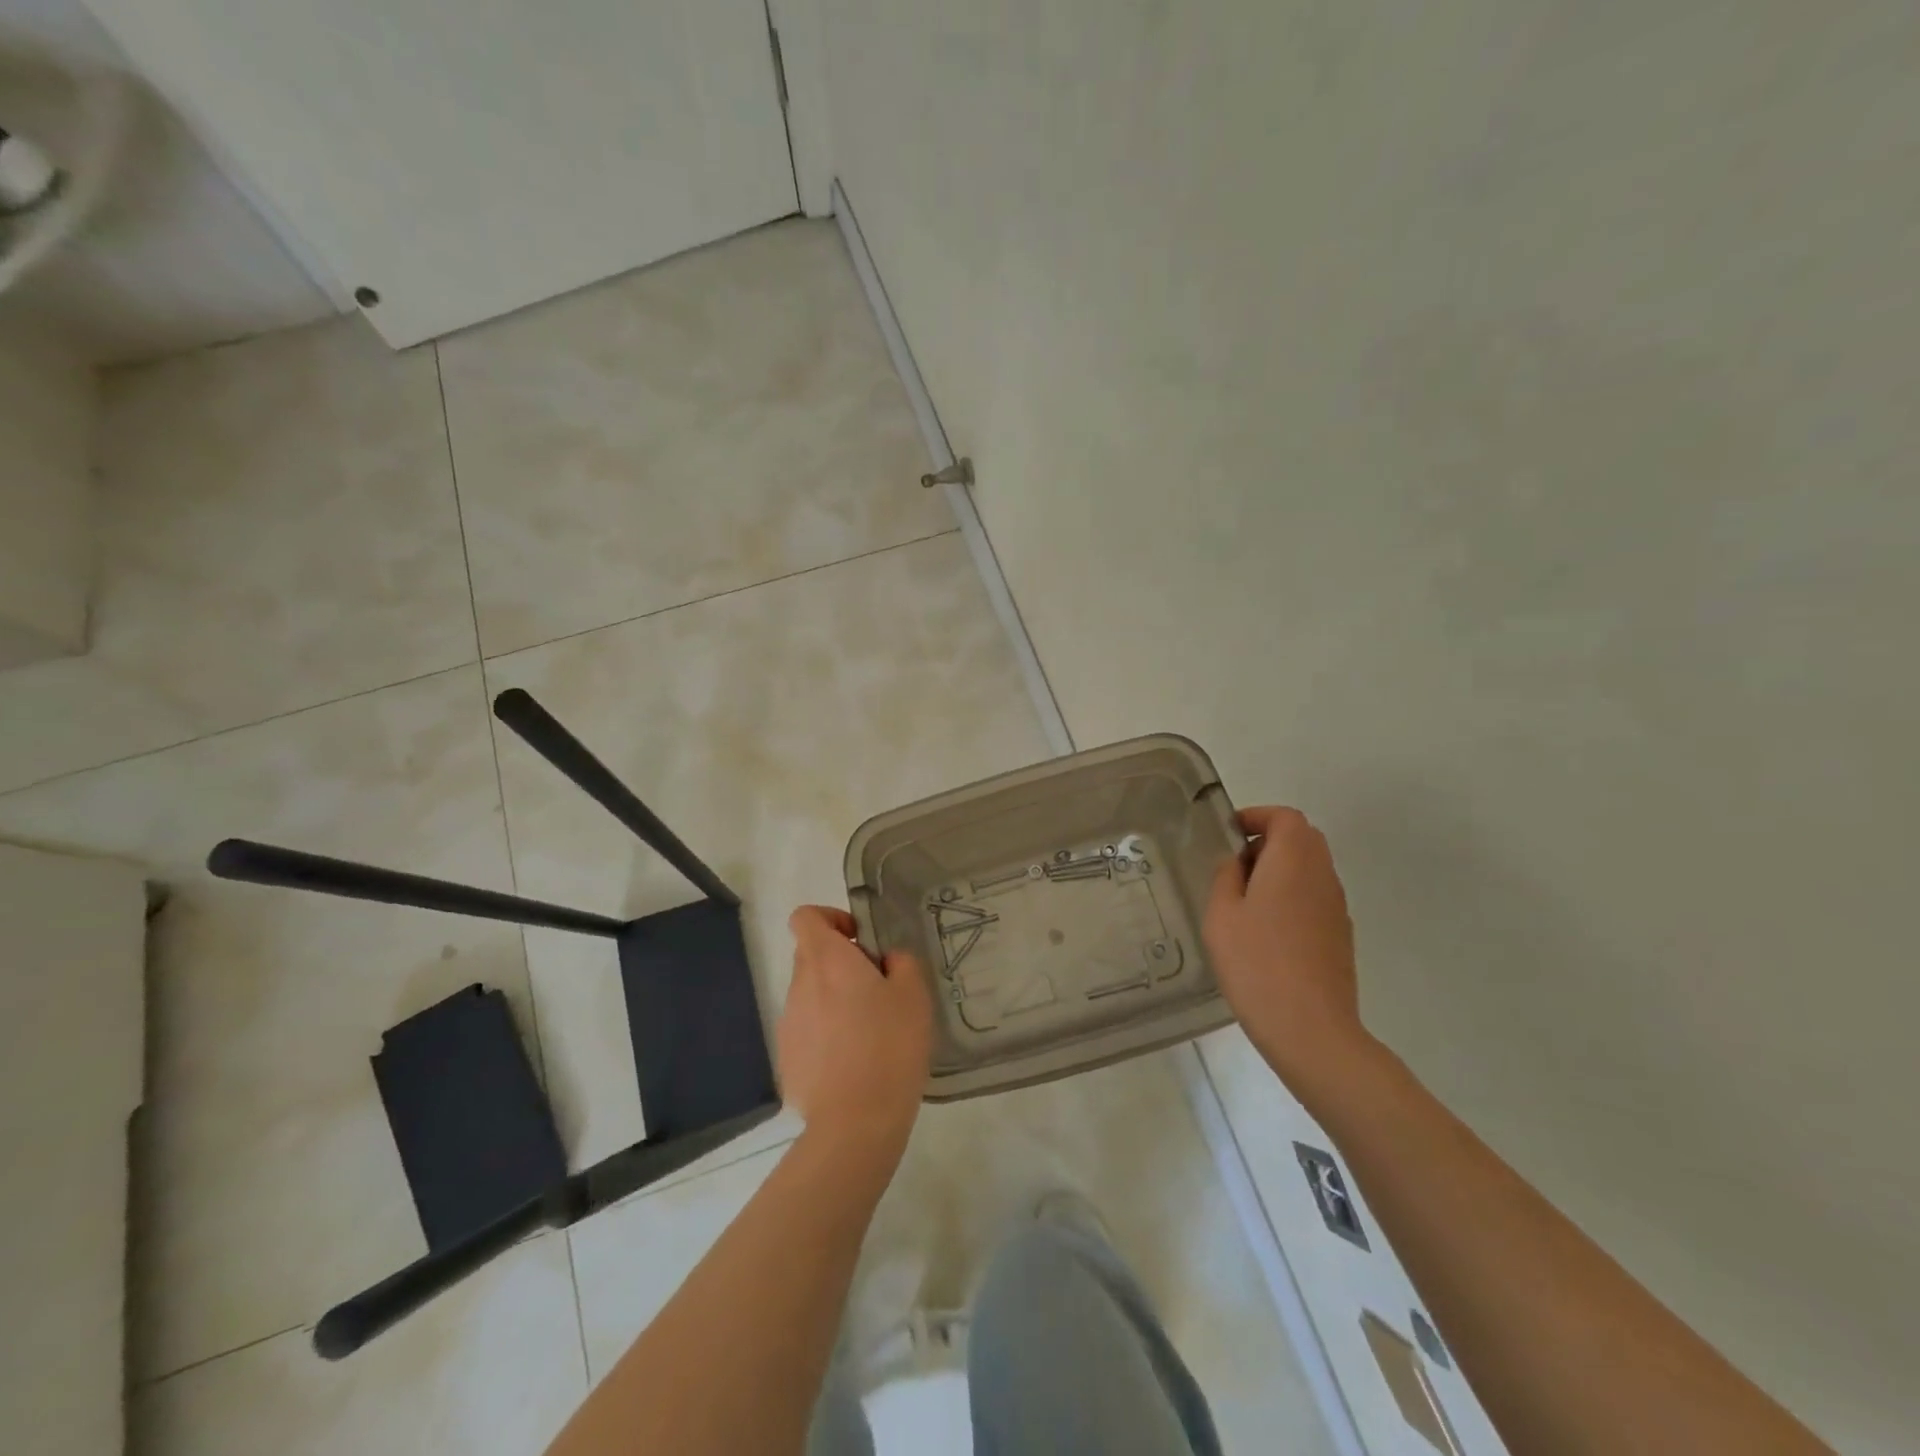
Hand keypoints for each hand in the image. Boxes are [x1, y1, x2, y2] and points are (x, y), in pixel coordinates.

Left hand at [778, 905, 930, 1156]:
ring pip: (811, 994)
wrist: (854, 1123)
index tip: (859, 940)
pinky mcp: (787, 1058)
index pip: (805, 917)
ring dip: (835, 999)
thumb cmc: (889, 1047)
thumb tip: (886, 960)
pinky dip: (827, 1033)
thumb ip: (901, 962)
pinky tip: (854, 1062)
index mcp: (827, 960)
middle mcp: (799, 985)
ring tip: (869, 1031)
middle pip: (812, 955)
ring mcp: (789, 1023)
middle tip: (877, 988)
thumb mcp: (913, 994)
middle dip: (841, 962)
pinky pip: (808, 1029)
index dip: (830, 918)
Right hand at [1205, 806, 1369, 1086]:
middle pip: (1302, 839)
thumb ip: (1226, 877)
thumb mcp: (1221, 914)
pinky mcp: (1341, 935)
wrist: (1310, 1028)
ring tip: (1245, 901)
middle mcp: (1322, 875)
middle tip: (1234, 865)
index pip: (1285, 817)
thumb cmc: (1256, 963)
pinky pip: (1315, 897)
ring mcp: (1337, 907)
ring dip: (1280, 870)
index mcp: (1293, 861)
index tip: (1228, 833)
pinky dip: (1292, 896)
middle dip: (1268, 841)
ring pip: (1311, 869)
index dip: (1256, 817)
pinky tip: (1267, 931)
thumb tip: (1237, 862)